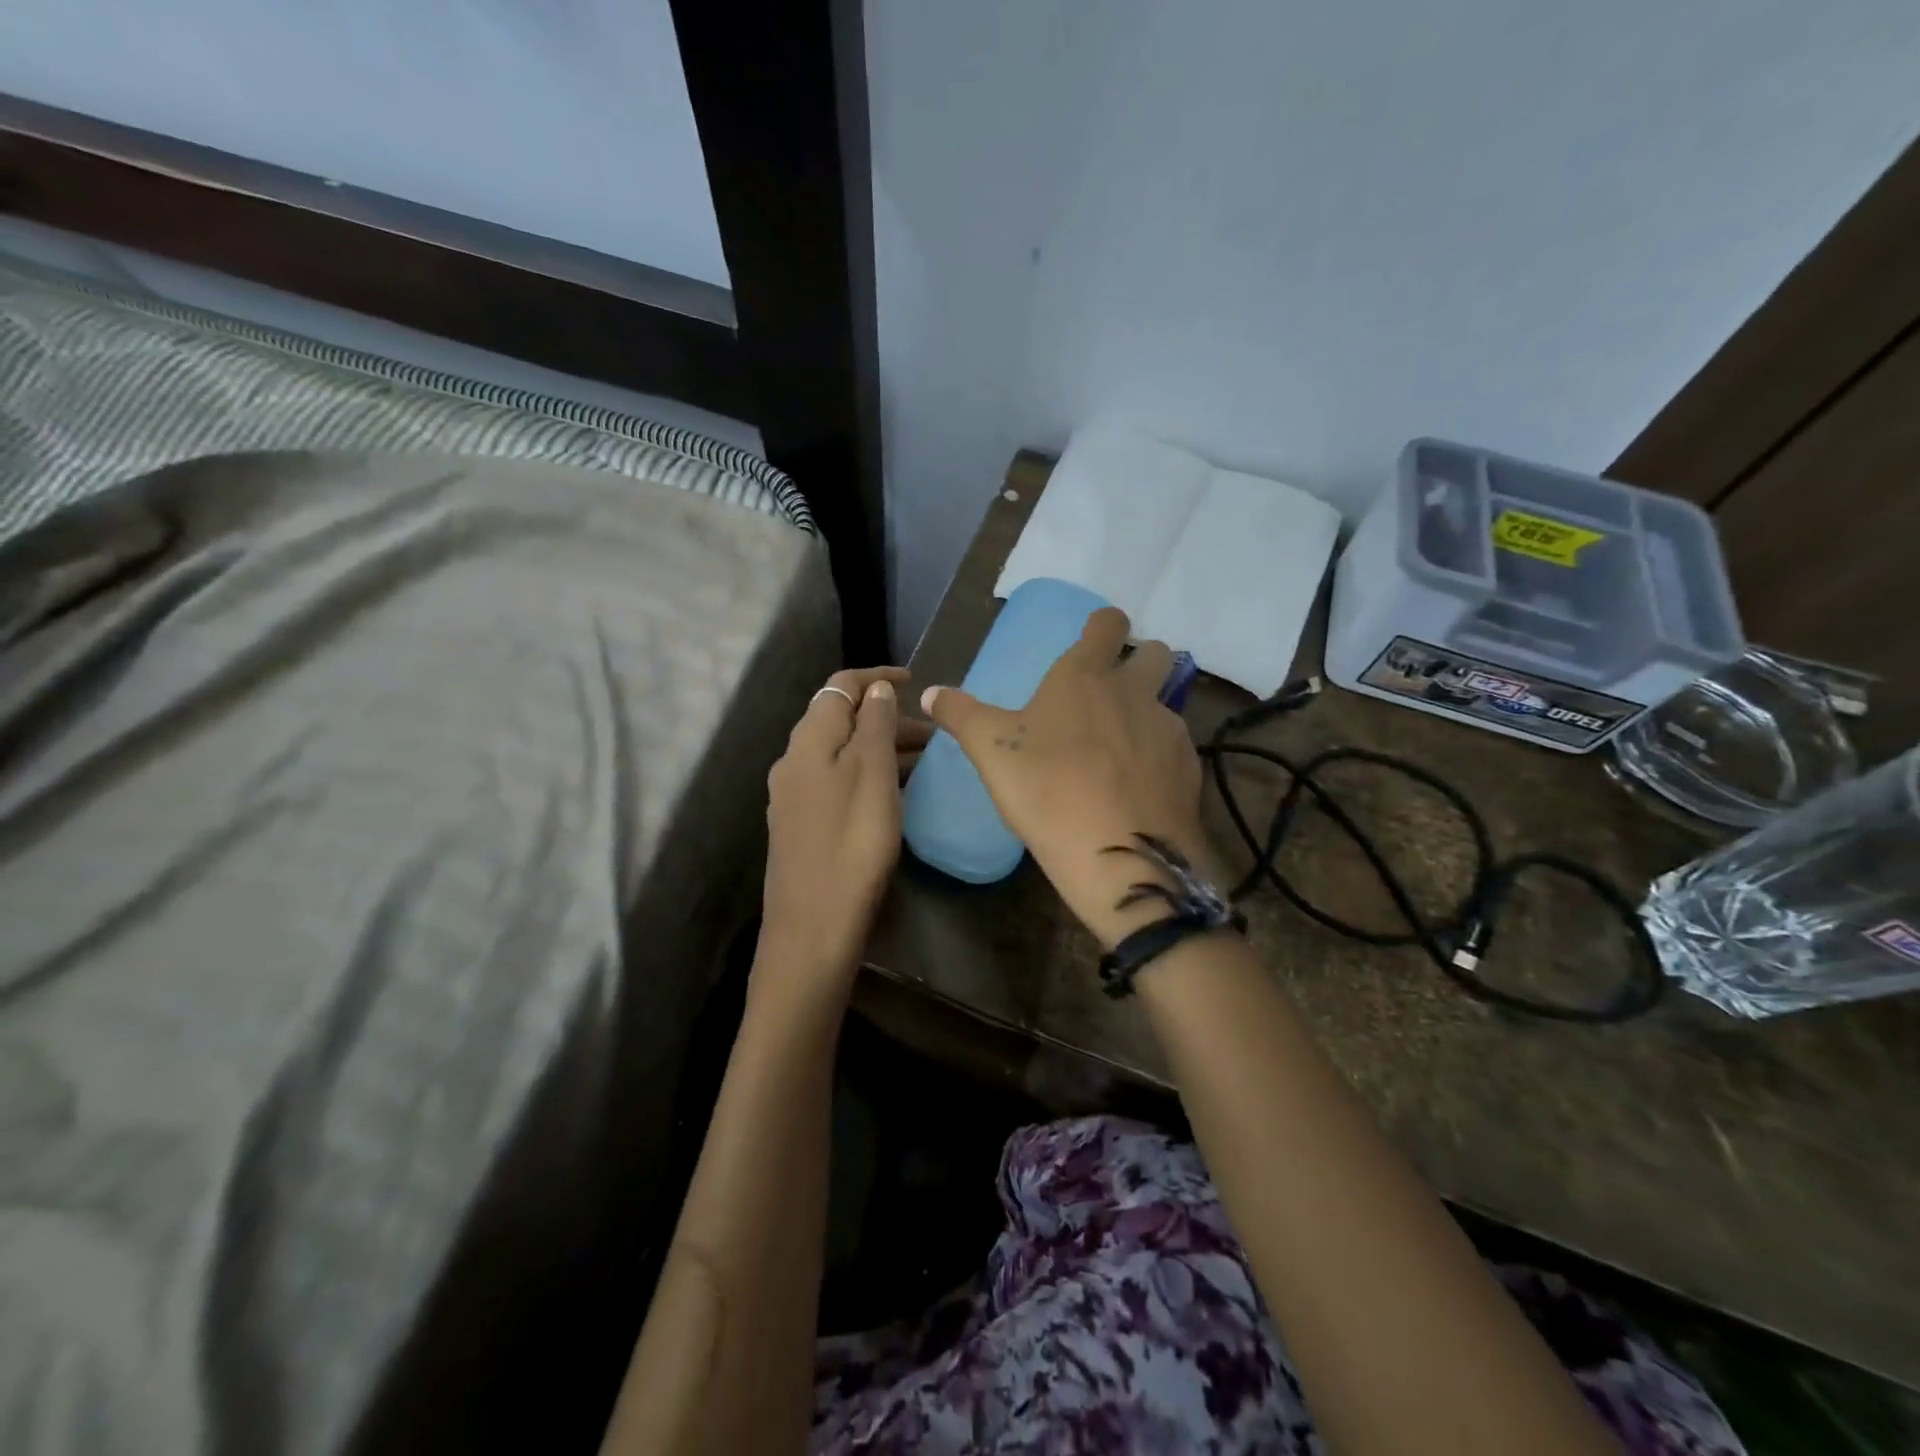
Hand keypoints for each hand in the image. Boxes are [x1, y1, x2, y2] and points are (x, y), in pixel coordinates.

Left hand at [760, 666, 927, 996]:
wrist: (813, 927)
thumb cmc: (851, 845)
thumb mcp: (872, 776)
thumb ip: (874, 726)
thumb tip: (875, 690)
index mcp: (808, 741)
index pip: (840, 687)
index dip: (876, 678)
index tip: (914, 681)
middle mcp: (794, 761)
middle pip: (841, 720)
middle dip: (885, 717)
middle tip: (932, 734)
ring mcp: (794, 796)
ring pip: (841, 754)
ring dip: (879, 748)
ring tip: (923, 763)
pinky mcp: (801, 825)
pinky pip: (837, 781)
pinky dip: (867, 774)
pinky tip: (893, 794)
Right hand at [922, 607, 1208, 946]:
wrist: (1117, 853)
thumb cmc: (1046, 788)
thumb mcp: (990, 750)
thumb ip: (961, 714)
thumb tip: (930, 693)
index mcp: (1085, 676)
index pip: (1107, 624)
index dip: (1103, 624)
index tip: (1096, 636)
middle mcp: (1134, 692)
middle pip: (1155, 653)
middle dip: (1141, 660)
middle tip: (1114, 690)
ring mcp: (1168, 729)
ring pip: (1167, 702)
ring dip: (1148, 712)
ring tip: (1122, 748)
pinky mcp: (1190, 768)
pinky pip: (1177, 747)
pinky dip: (1160, 757)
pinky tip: (1139, 787)